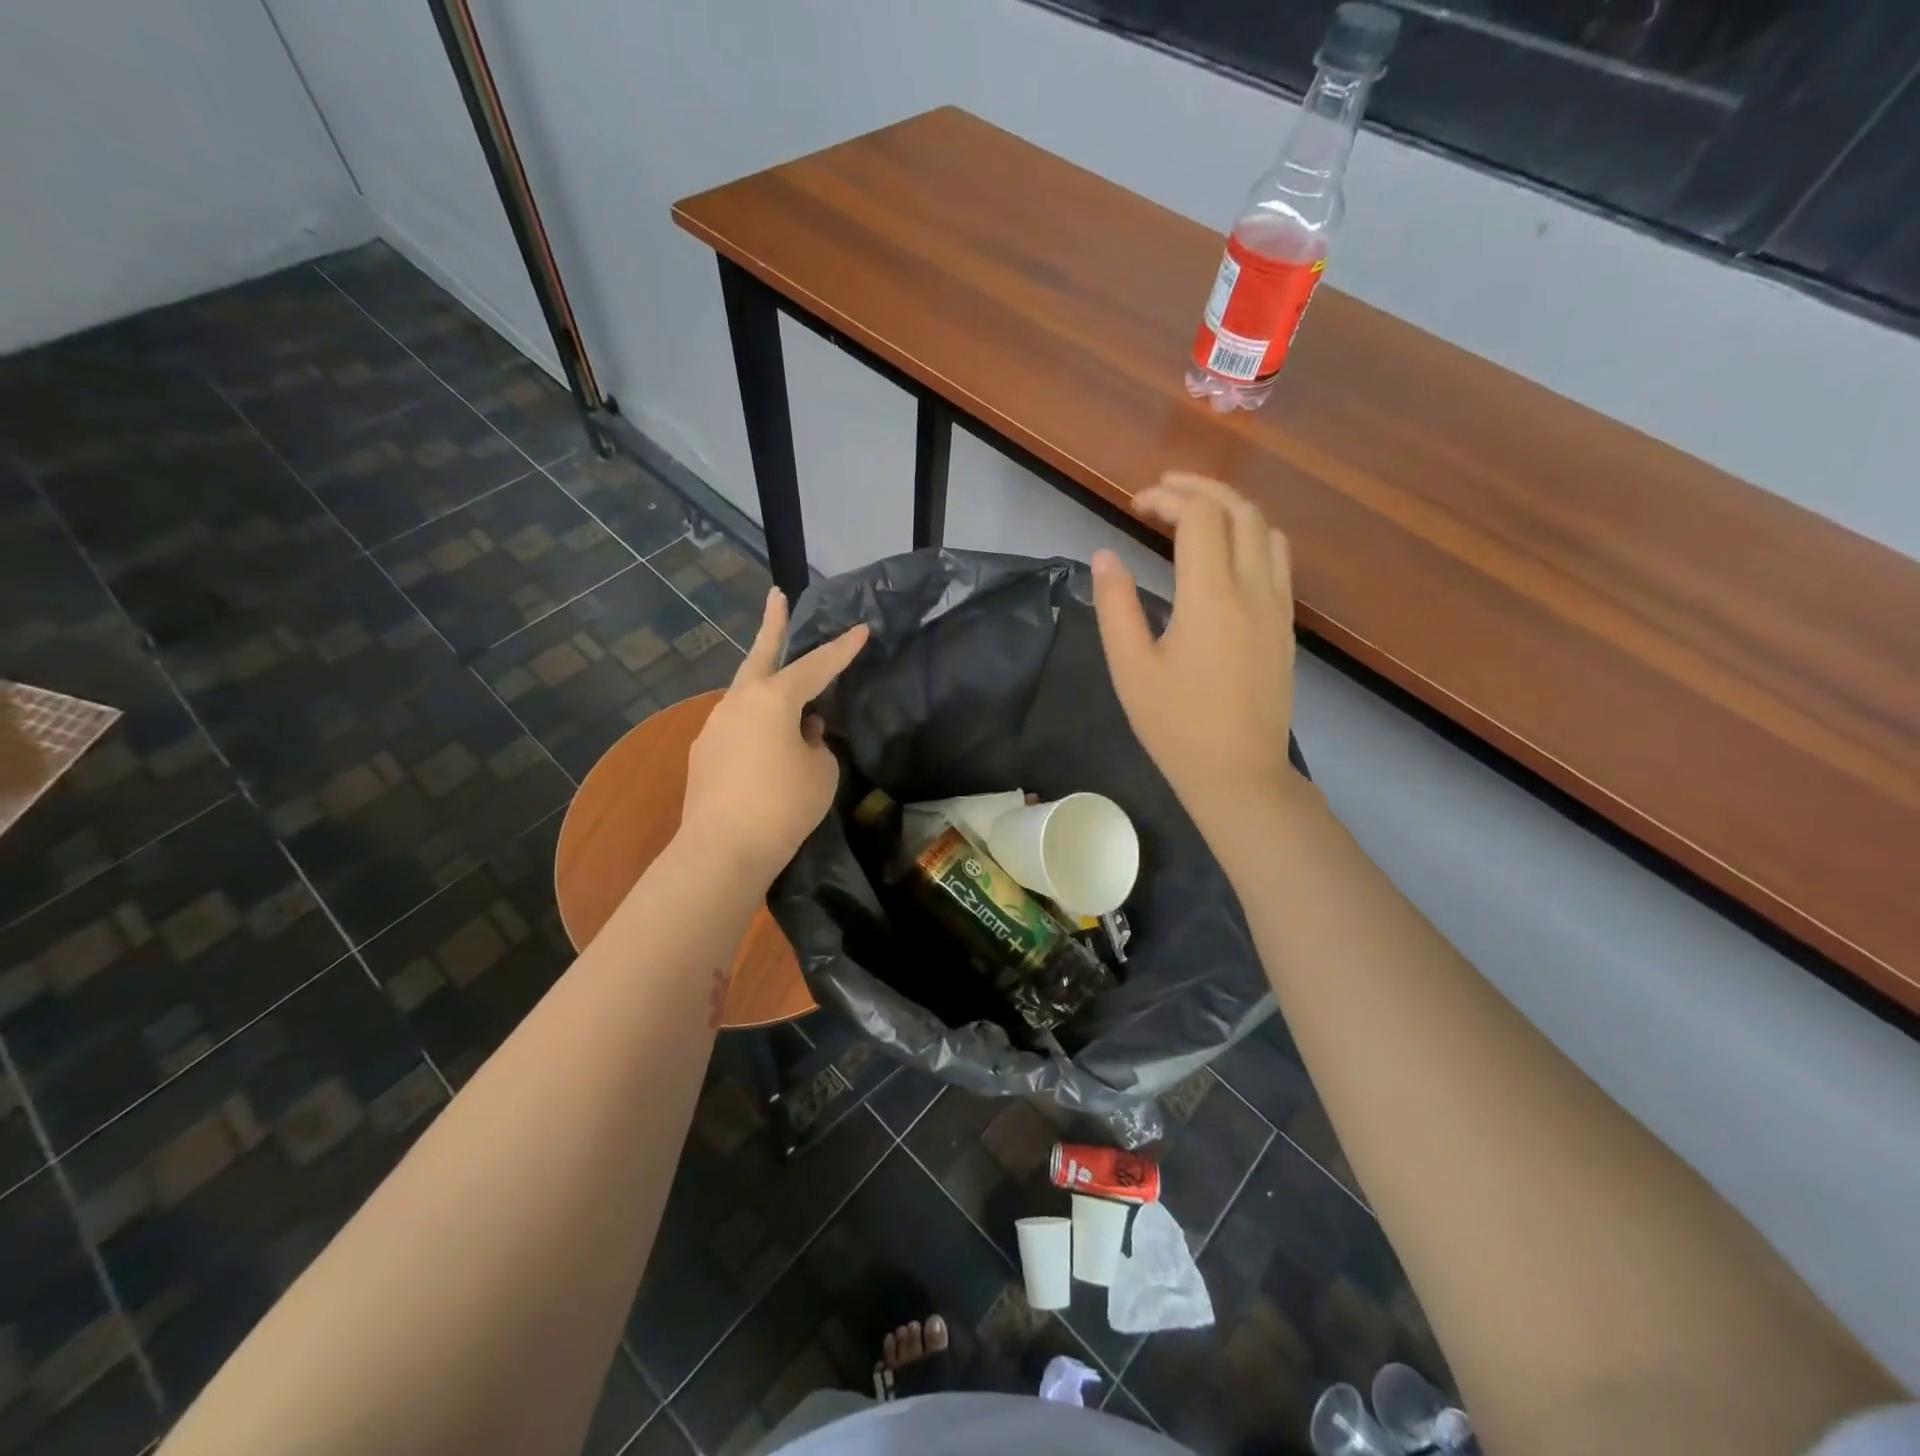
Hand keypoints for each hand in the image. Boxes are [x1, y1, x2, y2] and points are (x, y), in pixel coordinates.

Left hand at [680, 588, 868, 885]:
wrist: (721, 850)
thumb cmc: (783, 805)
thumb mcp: (821, 772)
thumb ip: (817, 743)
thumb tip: (803, 732)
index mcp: (773, 699)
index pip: (816, 666)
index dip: (842, 649)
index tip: (862, 629)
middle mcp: (738, 702)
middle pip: (760, 655)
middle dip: (771, 624)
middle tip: (776, 596)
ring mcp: (715, 726)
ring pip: (746, 695)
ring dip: (766, 688)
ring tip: (788, 700)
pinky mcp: (703, 754)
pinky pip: (737, 727)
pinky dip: (755, 726)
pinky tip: (764, 748)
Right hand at [1091, 473, 1298, 823]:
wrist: (1239, 773)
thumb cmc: (1176, 725)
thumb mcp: (1130, 668)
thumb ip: (1115, 605)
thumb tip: (1105, 556)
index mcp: (1211, 597)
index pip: (1199, 518)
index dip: (1167, 498)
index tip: (1135, 504)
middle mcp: (1253, 588)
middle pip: (1239, 511)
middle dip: (1201, 489)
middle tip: (1162, 491)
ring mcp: (1277, 606)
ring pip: (1266, 530)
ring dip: (1231, 507)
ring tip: (1194, 511)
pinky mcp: (1285, 625)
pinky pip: (1278, 558)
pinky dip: (1251, 534)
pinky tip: (1226, 551)